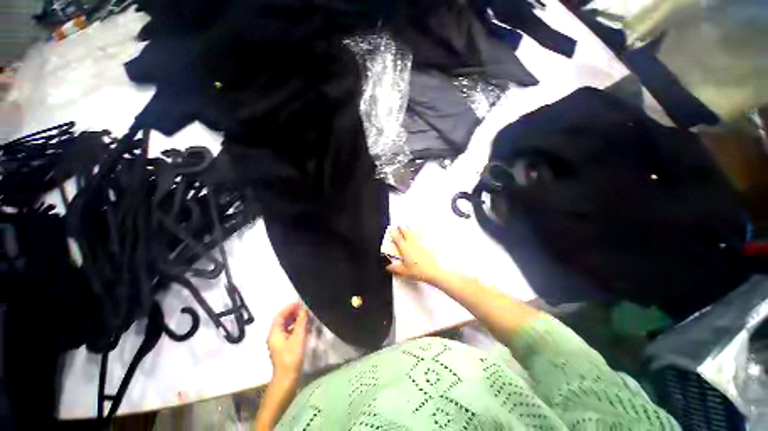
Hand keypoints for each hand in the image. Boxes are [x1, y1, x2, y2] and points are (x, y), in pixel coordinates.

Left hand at [267, 301, 307, 382]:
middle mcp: (275, 336)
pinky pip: (290, 332)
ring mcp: (279, 342)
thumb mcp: (298, 337)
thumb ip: (301, 322)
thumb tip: (304, 309)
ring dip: (295, 319)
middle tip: (305, 307)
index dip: (289, 307)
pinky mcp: (285, 347)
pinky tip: (305, 326)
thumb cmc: (291, 357)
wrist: (287, 379)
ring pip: (286, 326)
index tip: (300, 302)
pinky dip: (297, 326)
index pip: (280, 315)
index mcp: (274, 333)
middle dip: (293, 312)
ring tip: (307, 314)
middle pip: (282, 320)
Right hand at [386, 227, 441, 283]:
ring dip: (410, 229)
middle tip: (399, 226)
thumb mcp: (403, 271)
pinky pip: (421, 237)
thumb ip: (394, 268)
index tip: (391, 230)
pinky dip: (419, 234)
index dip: (394, 233)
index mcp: (405, 249)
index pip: (397, 239)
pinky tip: (419, 233)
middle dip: (402, 228)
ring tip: (408, 226)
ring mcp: (420, 244)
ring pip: (414, 233)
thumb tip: (389, 266)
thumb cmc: (419, 270)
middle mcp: (412, 244)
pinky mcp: (427, 246)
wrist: (432, 271)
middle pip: (406, 232)